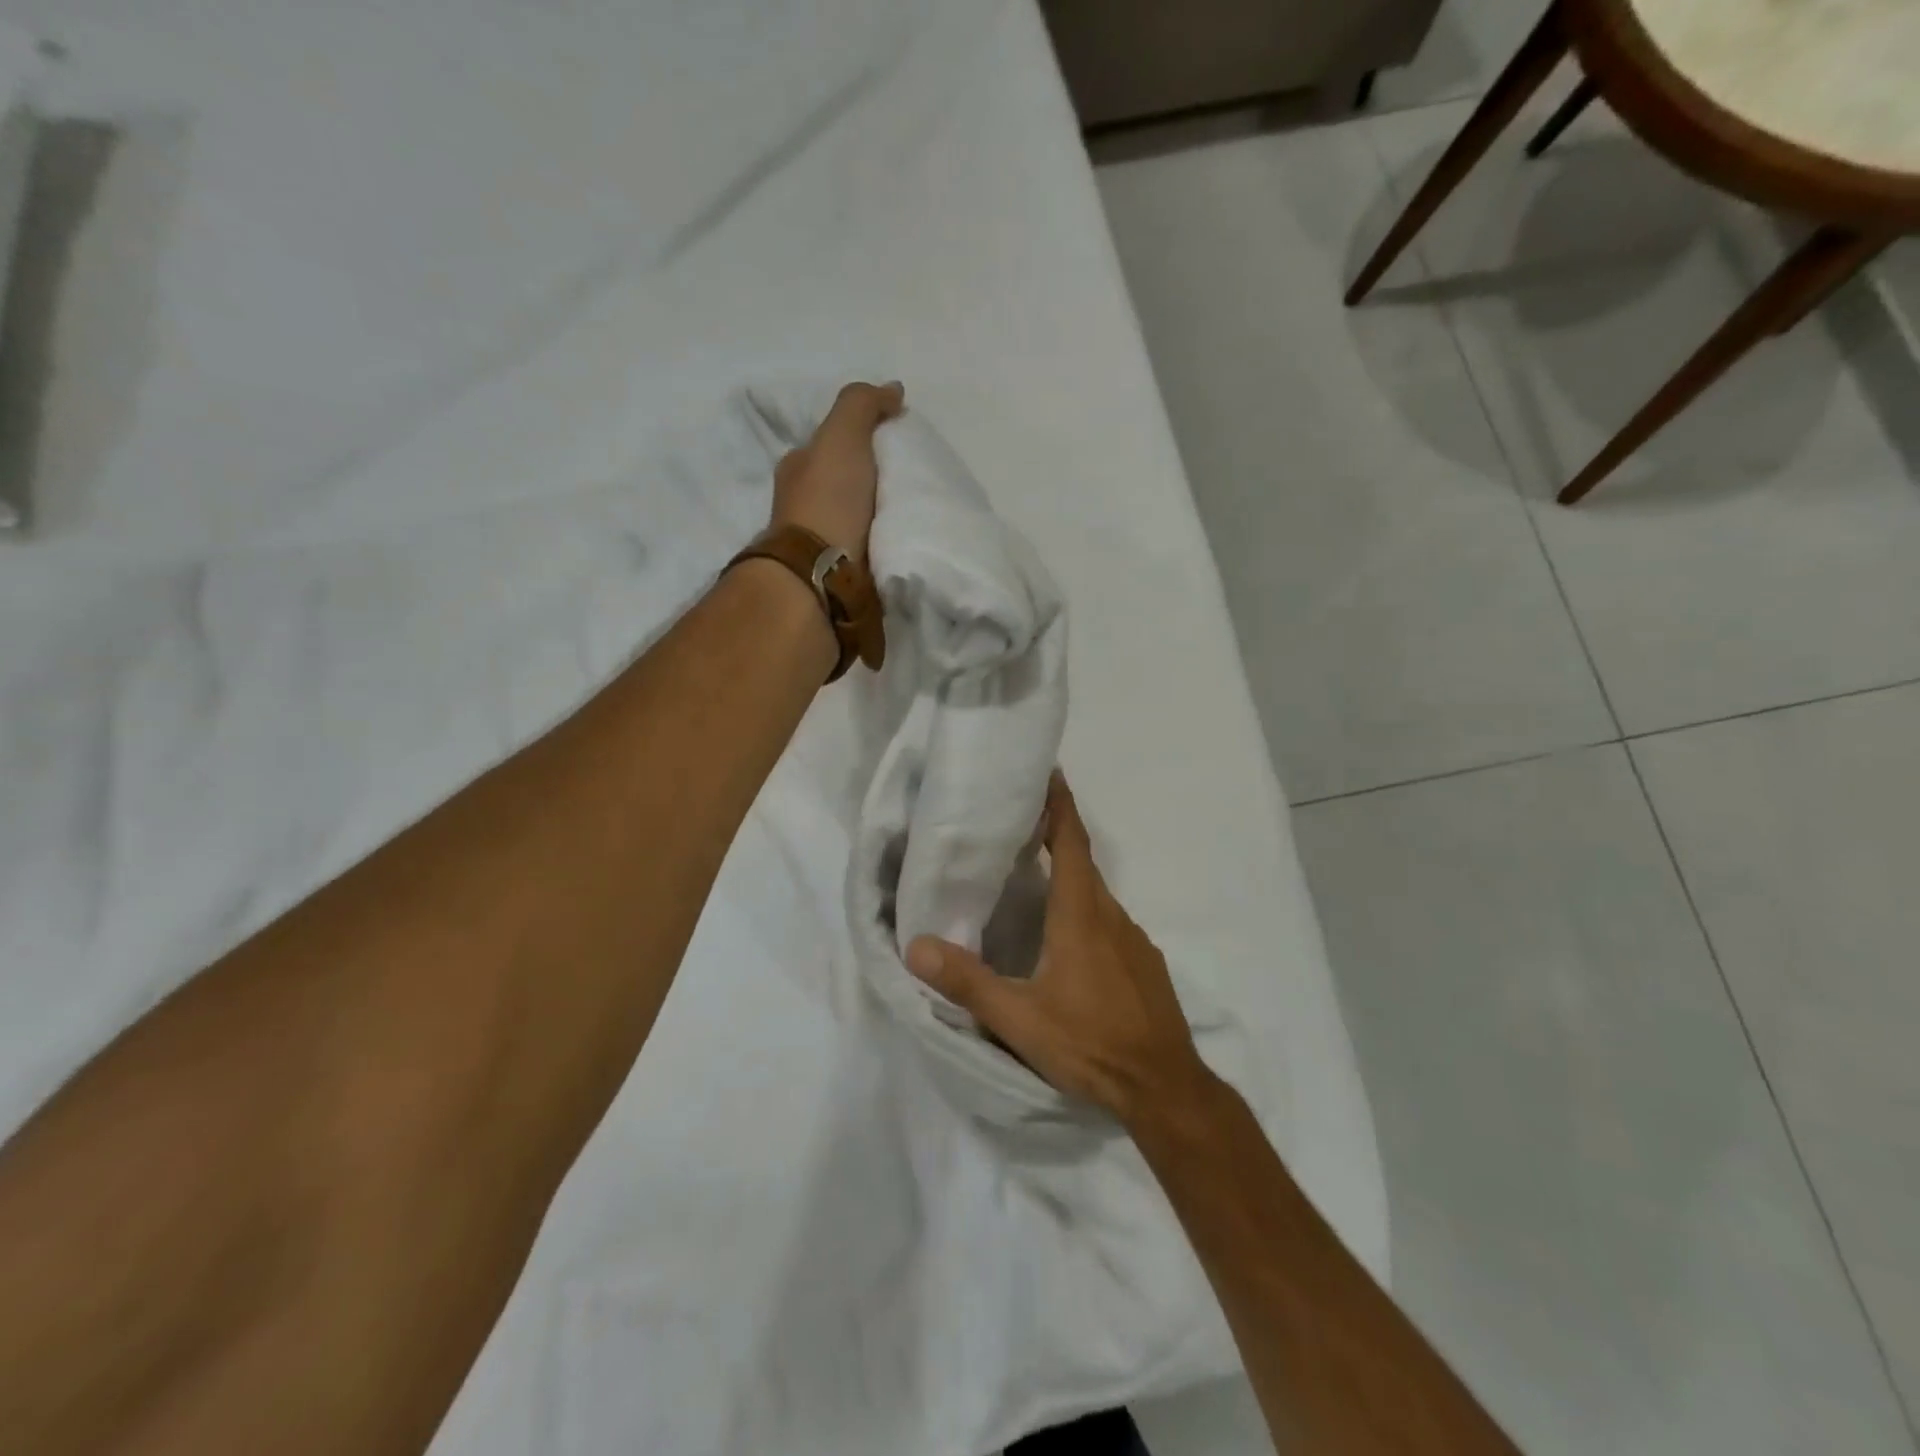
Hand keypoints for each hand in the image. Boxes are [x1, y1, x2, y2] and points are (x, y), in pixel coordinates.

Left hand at [770, 380, 904, 559]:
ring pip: (862, 518)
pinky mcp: (842, 573)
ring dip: (885, 515)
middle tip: (915, 479)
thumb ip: (862, 405)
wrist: (822, 576)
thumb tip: (892, 390)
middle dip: (877, 480)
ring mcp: (823, 542)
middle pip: (850, 483)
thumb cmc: (827, 501)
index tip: (899, 441)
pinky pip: (872, 548)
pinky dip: (888, 543)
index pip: (834, 444)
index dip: (863, 438)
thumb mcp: (841, 434)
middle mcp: (806, 504)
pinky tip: (910, 541)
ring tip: (920, 512)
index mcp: (800, 469)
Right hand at [906, 774, 1218, 1128]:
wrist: (1165, 1088)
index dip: (1060, 806)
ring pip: (1097, 898)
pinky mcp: (1146, 965)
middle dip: (1057, 838)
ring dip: (1071, 880)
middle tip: (1022, 827)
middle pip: (1084, 865)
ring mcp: (1135, 941)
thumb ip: (967, 982)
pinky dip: (1088, 914)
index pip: (1072, 843)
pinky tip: (1070, 944)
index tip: (1050, 773)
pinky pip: (1111, 924)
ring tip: (1036, 883)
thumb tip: (916, 946)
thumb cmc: (1090, 1044)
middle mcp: (1113, 917)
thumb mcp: (1019, 1019)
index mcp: (1081, 915)